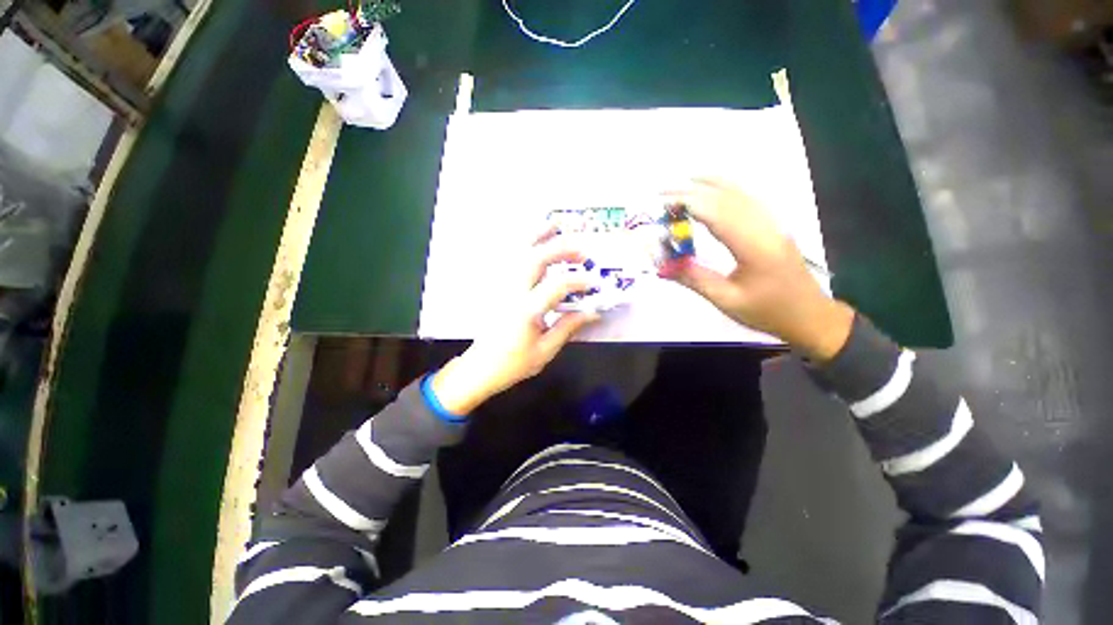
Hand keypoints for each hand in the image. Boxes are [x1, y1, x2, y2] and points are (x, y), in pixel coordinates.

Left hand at [430, 229, 600, 414]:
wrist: (480, 368)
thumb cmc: (514, 363)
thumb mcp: (545, 350)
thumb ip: (568, 327)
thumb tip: (593, 312)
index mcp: (525, 311)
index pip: (555, 286)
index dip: (577, 281)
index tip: (593, 282)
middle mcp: (511, 292)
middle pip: (535, 260)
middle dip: (560, 250)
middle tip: (581, 252)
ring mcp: (500, 286)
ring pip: (518, 253)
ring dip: (537, 236)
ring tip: (555, 225)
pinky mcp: (495, 286)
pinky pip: (507, 258)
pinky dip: (520, 245)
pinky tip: (532, 239)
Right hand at [661, 178, 853, 360]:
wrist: (811, 316)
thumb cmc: (767, 312)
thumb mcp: (726, 300)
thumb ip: (694, 279)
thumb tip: (663, 266)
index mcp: (755, 247)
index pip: (718, 214)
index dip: (689, 204)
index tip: (663, 203)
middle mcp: (766, 227)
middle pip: (727, 198)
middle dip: (693, 192)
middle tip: (663, 194)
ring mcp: (774, 223)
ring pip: (742, 193)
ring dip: (711, 184)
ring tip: (685, 181)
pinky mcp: (775, 226)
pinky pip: (750, 199)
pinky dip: (729, 188)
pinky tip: (716, 188)